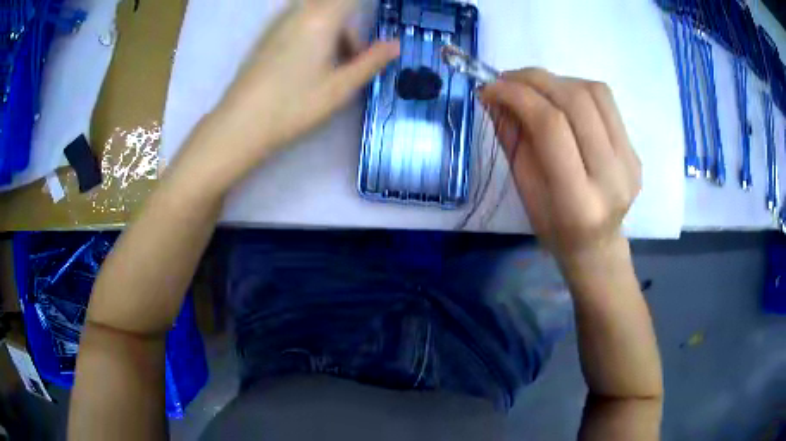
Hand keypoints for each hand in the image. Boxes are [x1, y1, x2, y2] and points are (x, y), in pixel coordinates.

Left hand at [177, 0, 399, 190]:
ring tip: (331, 66)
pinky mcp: (268, 34)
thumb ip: (371, 61)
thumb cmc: (294, 106)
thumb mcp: (340, 87)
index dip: (363, 4)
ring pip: (317, 13)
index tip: (359, 45)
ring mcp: (280, 22)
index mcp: (322, 20)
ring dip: (333, 29)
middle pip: (335, 4)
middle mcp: (299, 12)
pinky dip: (314, 32)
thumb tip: (395, 44)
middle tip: (353, 55)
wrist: (241, 123)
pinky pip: (299, 21)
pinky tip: (308, 63)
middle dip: (350, 24)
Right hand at [480, 69, 640, 262]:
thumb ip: (511, 138)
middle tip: (508, 78)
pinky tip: (561, 97)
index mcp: (578, 200)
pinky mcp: (635, 151)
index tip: (490, 87)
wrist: (596, 244)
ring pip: (595, 93)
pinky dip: (577, 88)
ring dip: (558, 79)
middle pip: (576, 102)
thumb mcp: (524, 189)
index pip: (551, 126)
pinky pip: (606, 102)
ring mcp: (629, 162)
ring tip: (535, 87)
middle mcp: (611, 178)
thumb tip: (495, 94)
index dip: (517, 96)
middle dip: (536, 79)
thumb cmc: (553, 226)